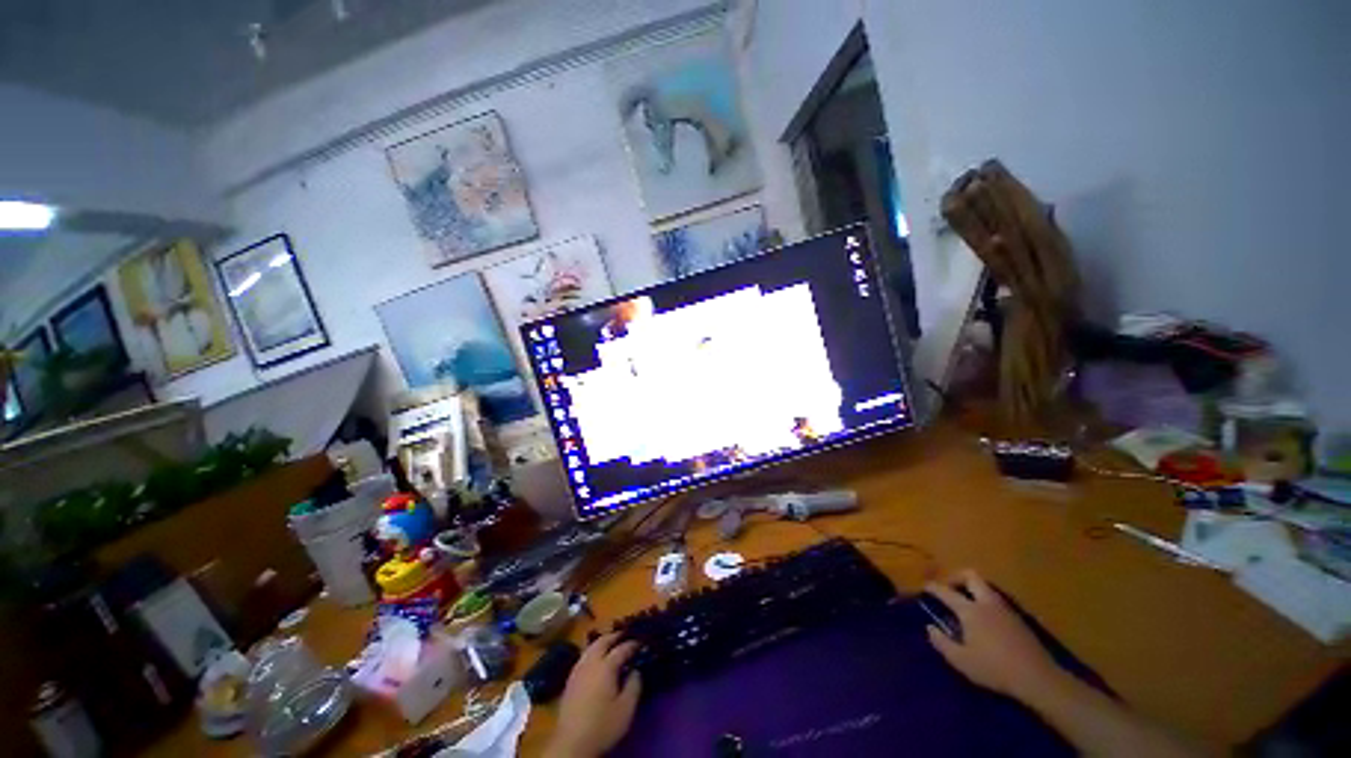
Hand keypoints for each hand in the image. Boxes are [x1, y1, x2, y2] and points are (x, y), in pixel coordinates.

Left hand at [544, 632, 642, 757]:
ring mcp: (577, 670)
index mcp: (605, 666)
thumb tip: (636, 670)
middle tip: (624, 635)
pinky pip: (583, 657)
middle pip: (602, 642)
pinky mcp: (570, 680)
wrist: (571, 743)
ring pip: (590, 647)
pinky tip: (595, 660)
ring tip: (611, 643)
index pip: (621, 649)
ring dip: (601, 642)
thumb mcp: (626, 709)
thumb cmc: (602, 726)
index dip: (632, 644)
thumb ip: (634, 685)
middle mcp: (590, 663)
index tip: (641, 642)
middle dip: (614, 636)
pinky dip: (592, 651)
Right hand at [924, 570, 1063, 701]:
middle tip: (948, 588)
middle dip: (956, 577)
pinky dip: (985, 601)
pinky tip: (984, 619)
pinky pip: (996, 599)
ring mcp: (1005, 609)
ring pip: (985, 587)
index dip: (933, 587)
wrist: (1037, 677)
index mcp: (970, 610)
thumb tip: (930, 627)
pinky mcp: (1018, 618)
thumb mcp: (961, 661)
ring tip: (965, 603)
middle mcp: (986, 602)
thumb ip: (942, 643)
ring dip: (972, 589)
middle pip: (970, 576)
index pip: (946, 591)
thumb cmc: (994, 668)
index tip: (924, 586)